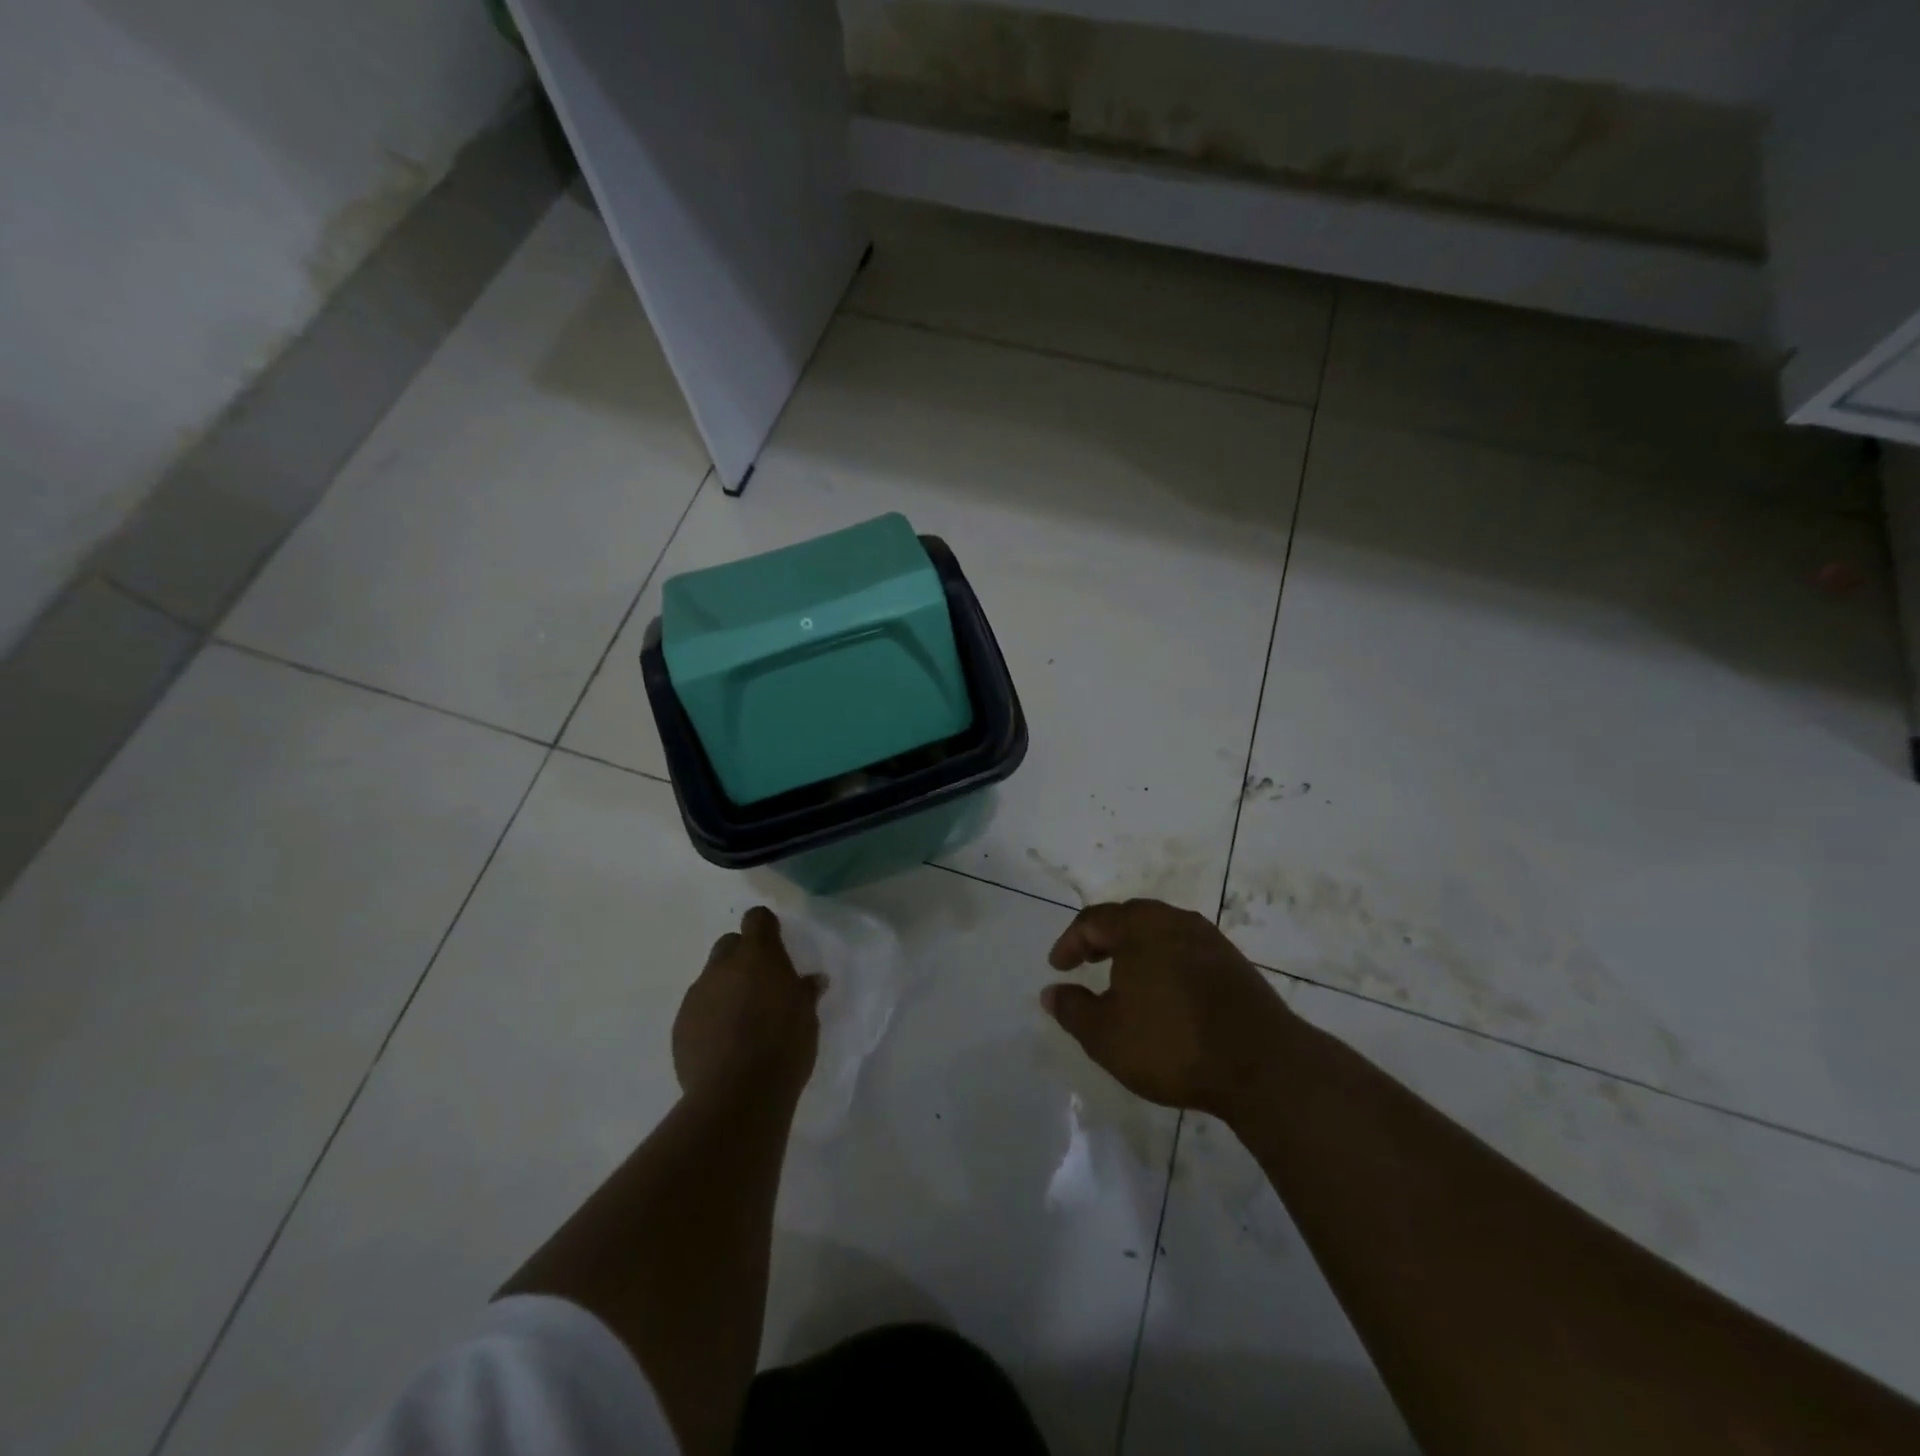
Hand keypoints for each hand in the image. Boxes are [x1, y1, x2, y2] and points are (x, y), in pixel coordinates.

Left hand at [674, 907, 825, 1104]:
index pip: (757, 919)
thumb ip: (805, 992)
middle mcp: (722, 967)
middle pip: (729, 945)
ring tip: (743, 1021)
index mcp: (758, 955)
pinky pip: (698, 1011)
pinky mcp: (680, 1026)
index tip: (776, 944)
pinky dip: (710, 1018)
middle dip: (742, 957)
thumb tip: (812, 981)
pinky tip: (725, 1045)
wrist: (737, 1094)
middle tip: (761, 984)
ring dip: (725, 989)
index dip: (766, 928)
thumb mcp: (807, 1016)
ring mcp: (697, 995)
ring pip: (711, 979)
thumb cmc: (783, 1045)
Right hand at [1042, 899, 1297, 1123]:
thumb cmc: (1171, 1043)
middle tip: (1088, 962)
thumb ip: (1072, 1009)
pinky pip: (1186, 951)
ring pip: (1161, 933)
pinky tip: (1165, 994)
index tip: (1058, 967)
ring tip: (1124, 979)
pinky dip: (1165, 962)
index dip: (1070, 942)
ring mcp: (1210, 940)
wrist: (1262, 1064)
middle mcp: (1175, 921)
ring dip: (1136, 950)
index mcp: (1140, 927)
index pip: (1094, 920)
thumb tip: (1051, 991)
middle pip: (1130, 918)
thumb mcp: (1105, 1035)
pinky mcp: (1234, 964)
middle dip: (1104, 938)